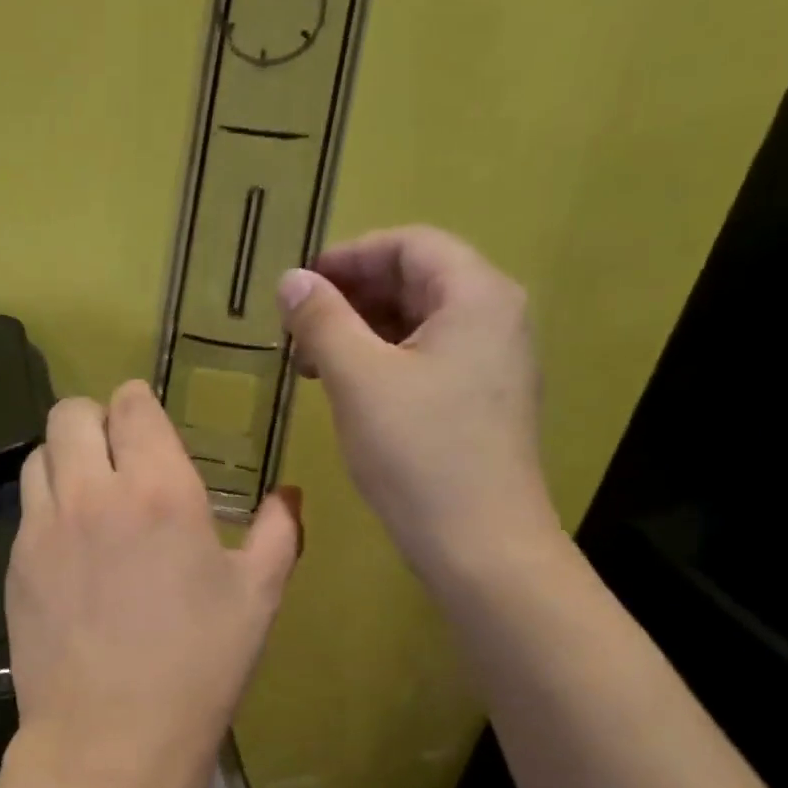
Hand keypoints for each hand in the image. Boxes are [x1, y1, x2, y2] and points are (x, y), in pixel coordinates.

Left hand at [0, 380, 301, 787]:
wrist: (109, 740)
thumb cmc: (198, 670)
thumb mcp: (258, 599)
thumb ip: (279, 532)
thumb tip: (288, 493)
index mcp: (160, 491)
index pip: (131, 406)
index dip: (138, 406)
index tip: (148, 426)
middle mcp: (92, 493)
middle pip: (70, 413)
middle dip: (94, 421)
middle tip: (116, 456)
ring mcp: (44, 527)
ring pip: (38, 455)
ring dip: (64, 459)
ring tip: (89, 496)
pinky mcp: (15, 562)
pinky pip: (26, 508)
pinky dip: (47, 506)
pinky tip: (71, 548)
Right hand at [276, 224, 559, 584]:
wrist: (480, 543)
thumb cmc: (418, 452)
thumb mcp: (358, 379)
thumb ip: (322, 321)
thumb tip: (291, 279)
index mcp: (476, 296)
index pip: (410, 244)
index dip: (349, 256)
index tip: (298, 284)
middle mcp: (496, 318)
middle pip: (418, 280)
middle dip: (352, 296)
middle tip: (297, 326)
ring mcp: (493, 363)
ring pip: (419, 323)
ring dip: (362, 331)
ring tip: (311, 361)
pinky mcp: (482, 402)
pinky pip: (428, 359)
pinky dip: (383, 361)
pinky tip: (348, 389)